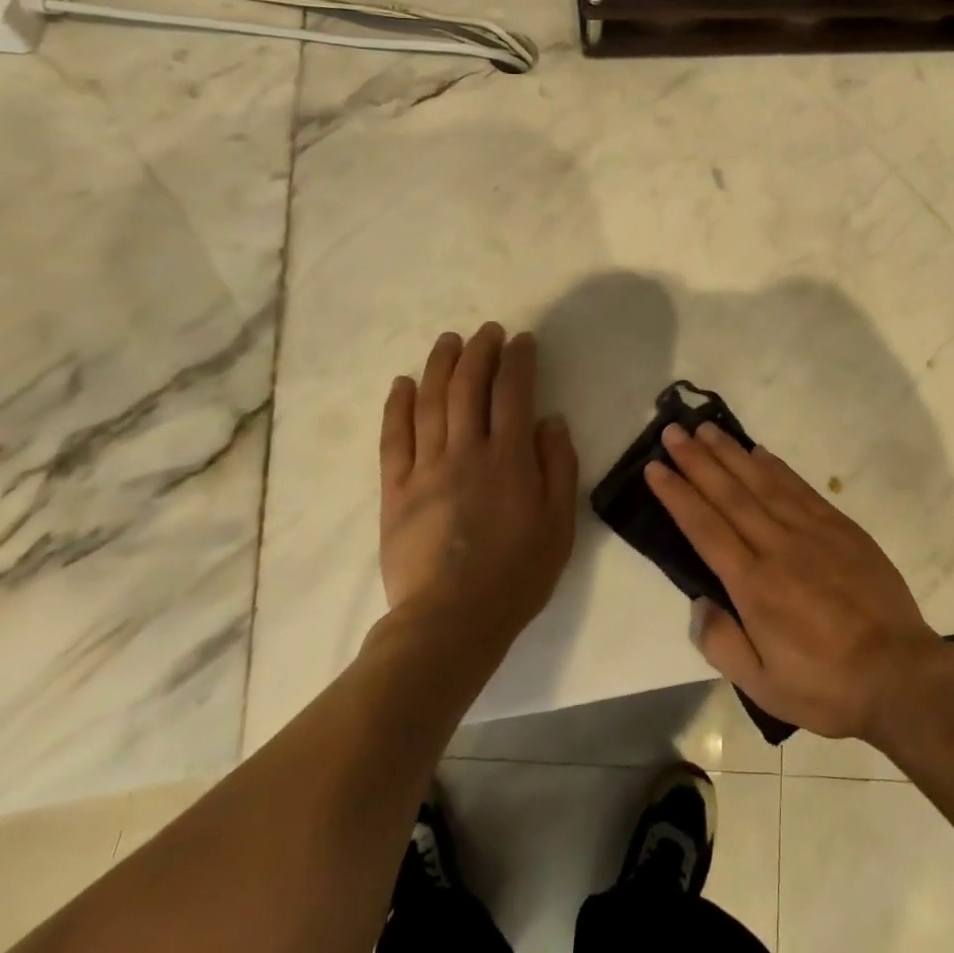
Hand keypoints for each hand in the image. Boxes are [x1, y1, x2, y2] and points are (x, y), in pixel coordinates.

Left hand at [378, 324, 578, 653]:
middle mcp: (466, 452)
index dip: (518, 360)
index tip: (522, 340)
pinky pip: (394, 438)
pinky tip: (403, 383)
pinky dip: (398, 406)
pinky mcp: (396, 491)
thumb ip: (558, 466)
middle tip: (487, 331)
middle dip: (479, 351)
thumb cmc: (516, 574)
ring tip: (448, 341)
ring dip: (440, 365)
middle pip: (469, 386)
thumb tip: (550, 420)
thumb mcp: (559, 524)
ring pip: (431, 402)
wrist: (450, 623)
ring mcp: (427, 469)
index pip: (513, 392)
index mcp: (509, 459)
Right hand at [644, 423, 947, 741]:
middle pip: (728, 494)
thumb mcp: (763, 686)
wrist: (898, 672)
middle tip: (672, 431)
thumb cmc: (825, 684)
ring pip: (761, 481)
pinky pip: (798, 486)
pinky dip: (775, 466)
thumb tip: (698, 602)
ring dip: (731, 453)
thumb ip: (722, 643)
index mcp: (754, 584)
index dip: (677, 495)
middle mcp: (777, 546)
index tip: (655, 468)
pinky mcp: (839, 525)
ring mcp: (811, 530)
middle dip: (697, 460)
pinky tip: (759, 451)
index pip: (705, 528)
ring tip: (705, 429)